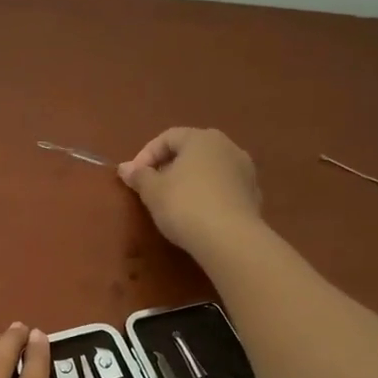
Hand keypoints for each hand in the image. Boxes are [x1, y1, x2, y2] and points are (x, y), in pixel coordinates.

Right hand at [117, 127, 262, 255]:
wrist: (230, 239)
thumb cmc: (185, 205)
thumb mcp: (152, 191)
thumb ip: (139, 176)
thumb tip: (125, 168)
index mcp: (201, 138)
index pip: (167, 137)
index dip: (146, 155)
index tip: (133, 178)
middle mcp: (227, 146)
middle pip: (191, 151)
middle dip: (169, 167)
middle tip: (152, 188)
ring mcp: (245, 170)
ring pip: (209, 169)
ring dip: (190, 181)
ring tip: (174, 203)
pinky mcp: (253, 195)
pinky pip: (223, 188)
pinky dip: (207, 195)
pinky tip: (198, 215)